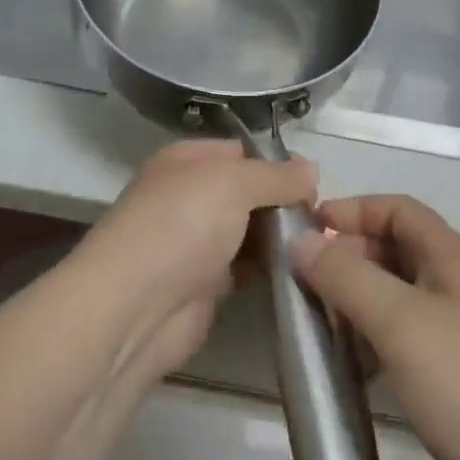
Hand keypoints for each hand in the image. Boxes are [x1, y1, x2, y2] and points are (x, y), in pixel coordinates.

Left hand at [76, 140, 316, 385]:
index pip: (242, 152)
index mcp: (187, 160)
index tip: (315, 185)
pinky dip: (270, 270)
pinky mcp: (206, 285)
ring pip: (250, 231)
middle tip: (323, 220)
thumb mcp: (234, 182)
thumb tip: (311, 170)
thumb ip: (276, 175)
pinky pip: (247, 268)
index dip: (278, 165)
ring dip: (281, 239)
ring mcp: (197, 242)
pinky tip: (301, 271)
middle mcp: (190, 196)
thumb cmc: (182, 225)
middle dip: (284, 203)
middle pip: (249, 192)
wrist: (135, 308)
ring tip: (320, 246)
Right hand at [292, 196, 459, 459]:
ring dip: (359, 300)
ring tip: (321, 323)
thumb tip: (301, 240)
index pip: (398, 208)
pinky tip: (354, 366)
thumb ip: (345, 275)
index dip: (353, 210)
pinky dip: (376, 339)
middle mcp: (459, 284)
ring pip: (399, 295)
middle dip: (350, 256)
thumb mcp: (398, 321)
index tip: (308, 231)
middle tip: (306, 282)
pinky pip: (407, 336)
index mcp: (452, 258)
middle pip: (397, 248)